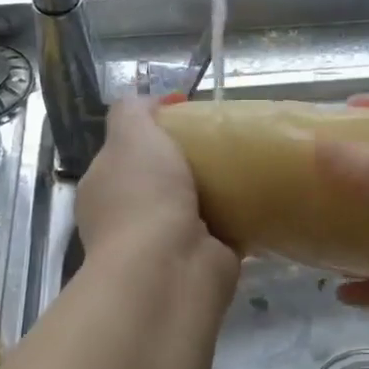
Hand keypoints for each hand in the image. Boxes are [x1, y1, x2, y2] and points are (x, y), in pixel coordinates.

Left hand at [76, 97, 238, 290]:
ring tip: (249, 159)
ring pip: (197, 203)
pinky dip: (243, 214)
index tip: (188, 111)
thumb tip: (152, 100)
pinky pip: (227, 228)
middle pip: (166, 176)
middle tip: (225, 135)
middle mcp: (132, 216)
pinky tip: (263, 193)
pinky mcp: (207, 258)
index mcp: (105, 187)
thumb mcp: (130, 135)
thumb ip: (133, 111)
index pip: (127, 150)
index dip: (154, 129)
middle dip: (191, 158)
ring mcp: (168, 241)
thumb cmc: (143, 196)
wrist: (170, 268)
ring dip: (219, 187)